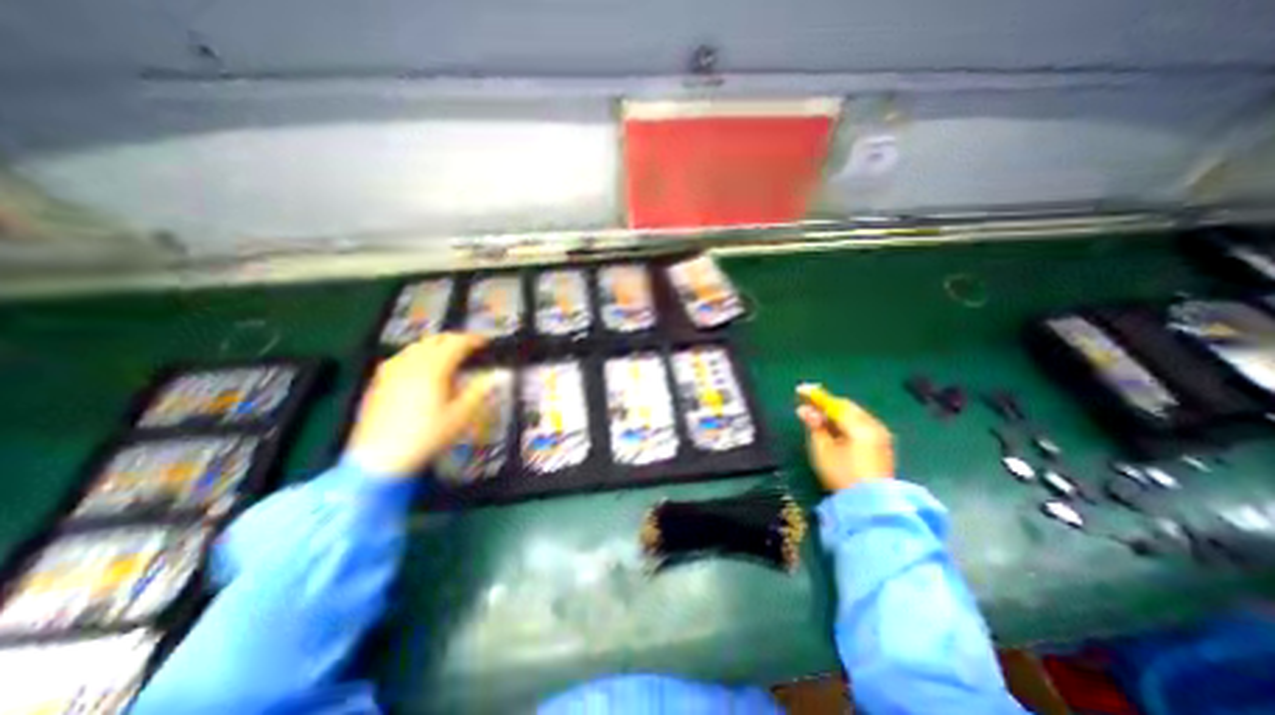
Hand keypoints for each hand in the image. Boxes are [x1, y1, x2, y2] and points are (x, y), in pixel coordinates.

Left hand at [348, 337, 493, 479]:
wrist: (380, 459)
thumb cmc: (427, 436)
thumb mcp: (461, 416)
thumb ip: (481, 390)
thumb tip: (501, 374)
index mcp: (433, 369)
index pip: (456, 343)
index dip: (473, 340)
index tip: (486, 342)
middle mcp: (411, 363)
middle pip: (435, 340)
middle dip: (455, 339)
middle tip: (471, 348)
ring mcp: (392, 371)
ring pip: (417, 346)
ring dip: (436, 345)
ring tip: (449, 355)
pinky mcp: (380, 381)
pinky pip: (402, 357)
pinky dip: (418, 354)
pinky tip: (421, 367)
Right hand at [794, 390, 889, 490]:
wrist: (872, 505)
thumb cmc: (843, 475)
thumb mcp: (822, 450)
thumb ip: (814, 426)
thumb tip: (804, 410)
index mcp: (859, 425)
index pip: (834, 403)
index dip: (816, 396)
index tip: (800, 389)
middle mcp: (873, 425)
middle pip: (847, 407)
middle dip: (827, 404)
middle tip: (809, 404)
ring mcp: (881, 436)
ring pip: (855, 415)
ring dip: (837, 413)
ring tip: (820, 416)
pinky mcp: (882, 446)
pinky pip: (862, 424)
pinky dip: (847, 422)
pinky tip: (837, 428)